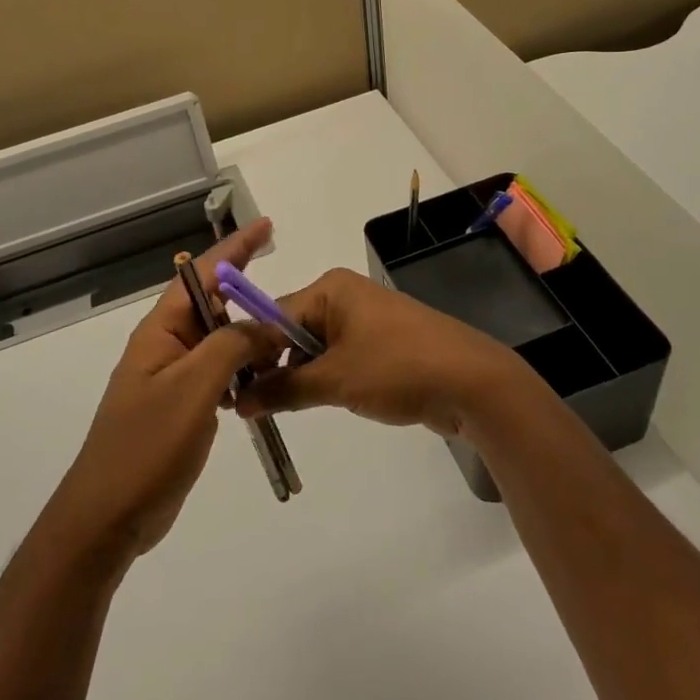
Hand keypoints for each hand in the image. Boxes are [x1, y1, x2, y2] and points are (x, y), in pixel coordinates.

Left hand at [46, 219, 282, 562]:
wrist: (108, 516)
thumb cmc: (147, 446)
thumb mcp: (194, 388)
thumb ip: (233, 347)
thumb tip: (268, 325)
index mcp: (161, 330)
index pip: (202, 274)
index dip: (235, 249)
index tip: (267, 227)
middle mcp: (166, 345)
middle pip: (213, 305)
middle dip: (248, 293)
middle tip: (289, 294)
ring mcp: (172, 377)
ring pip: (220, 341)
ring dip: (250, 337)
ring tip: (285, 338)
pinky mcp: (181, 406)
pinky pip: (218, 373)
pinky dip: (243, 370)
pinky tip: (264, 380)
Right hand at [235, 268, 544, 438]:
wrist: (472, 383)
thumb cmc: (397, 367)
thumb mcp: (334, 380)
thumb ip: (283, 389)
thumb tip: (238, 402)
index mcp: (330, 289)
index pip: (273, 315)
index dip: (250, 352)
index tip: (227, 387)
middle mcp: (344, 296)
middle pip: (292, 330)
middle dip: (274, 366)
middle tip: (249, 406)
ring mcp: (365, 320)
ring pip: (314, 348)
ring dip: (298, 377)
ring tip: (277, 410)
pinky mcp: (381, 345)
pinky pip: (338, 358)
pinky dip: (324, 379)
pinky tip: (316, 403)